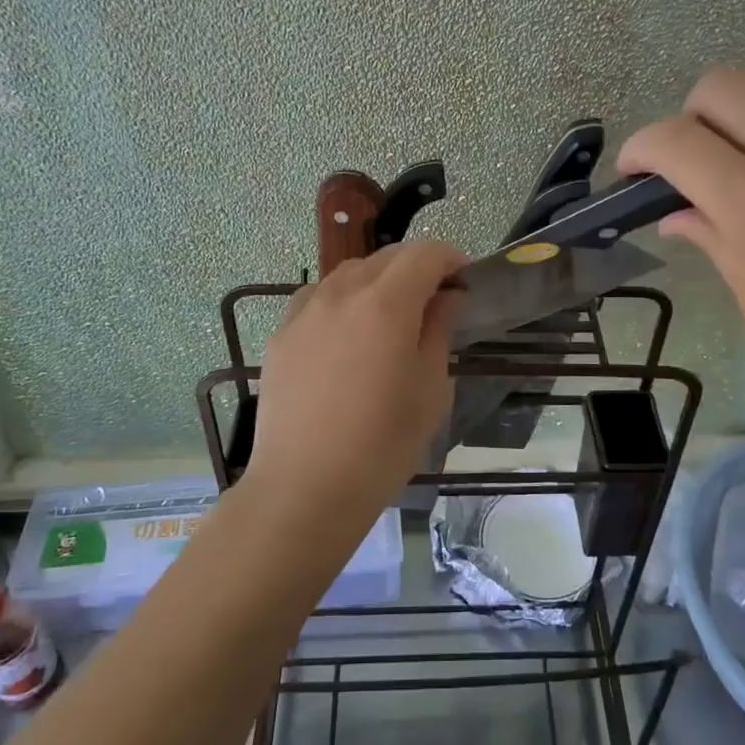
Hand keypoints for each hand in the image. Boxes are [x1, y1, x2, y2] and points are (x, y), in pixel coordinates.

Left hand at [248, 240, 465, 522]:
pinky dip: (342, 300)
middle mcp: (341, 294)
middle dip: (416, 267)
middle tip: (434, 299)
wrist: (304, 489)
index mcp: (385, 304)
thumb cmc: (382, 445)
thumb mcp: (430, 390)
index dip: (450, 259)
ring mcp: (304, 312)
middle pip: (385, 257)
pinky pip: (317, 298)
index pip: (424, 255)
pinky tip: (347, 333)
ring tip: (390, 315)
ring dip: (378, 280)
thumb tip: (446, 297)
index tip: (464, 281)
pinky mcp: (281, 335)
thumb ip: (439, 331)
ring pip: (348, 273)